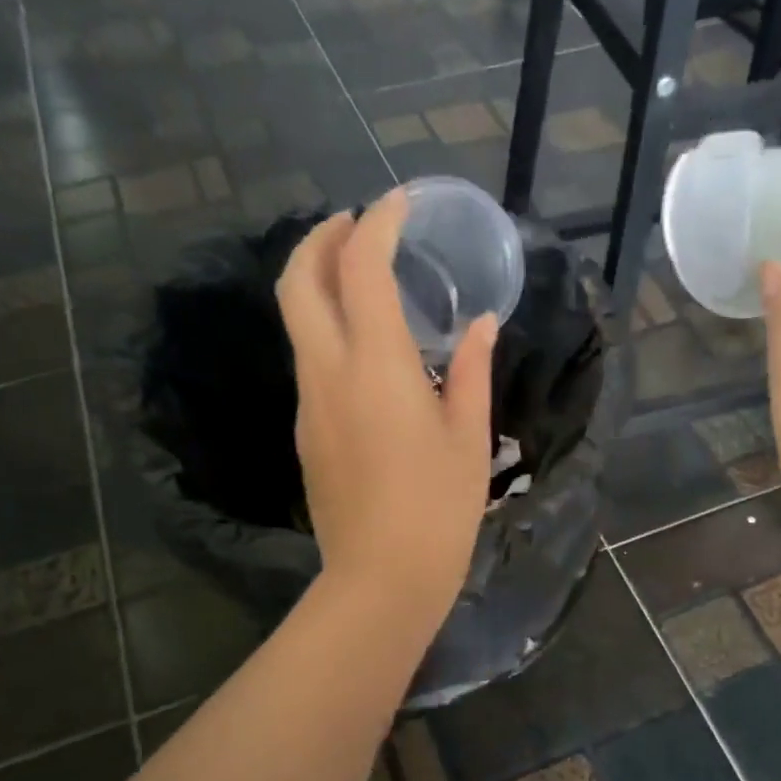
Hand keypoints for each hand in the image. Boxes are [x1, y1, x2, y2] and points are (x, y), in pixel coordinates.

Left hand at [276, 190, 496, 634]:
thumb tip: (482, 327)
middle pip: (299, 281)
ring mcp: (309, 402)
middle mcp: (328, 371)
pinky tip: (367, 351)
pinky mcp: (307, 432)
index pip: (362, 266)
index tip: (400, 202)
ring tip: (364, 280)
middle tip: (356, 225)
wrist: (381, 578)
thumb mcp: (469, 437)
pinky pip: (310, 361)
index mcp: (376, 364)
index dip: (378, 221)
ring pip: (298, 322)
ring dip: (320, 284)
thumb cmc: (439, 508)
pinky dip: (328, 331)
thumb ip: (474, 371)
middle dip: (322, 238)